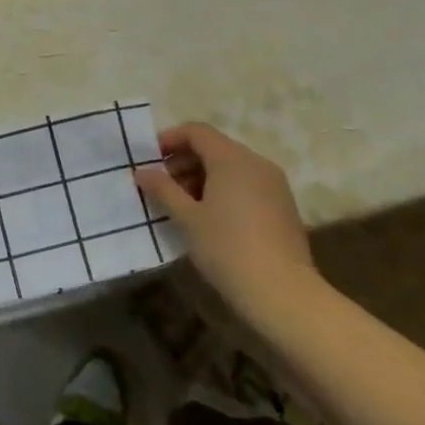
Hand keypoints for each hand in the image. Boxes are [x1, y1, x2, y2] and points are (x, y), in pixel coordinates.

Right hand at [134, 123, 318, 330]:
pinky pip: (247, 184)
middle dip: (184, 161)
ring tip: (182, 206)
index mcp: (232, 159)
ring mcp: (274, 184)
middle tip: (162, 187)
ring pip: (231, 167)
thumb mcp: (187, 218)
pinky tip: (210, 218)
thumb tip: (141, 171)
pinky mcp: (282, 205)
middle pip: (214, 147)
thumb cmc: (227, 249)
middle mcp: (256, 162)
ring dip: (203, 177)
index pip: (196, 131)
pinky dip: (224, 190)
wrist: (283, 293)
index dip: (169, 139)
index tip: (150, 161)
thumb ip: (162, 189)